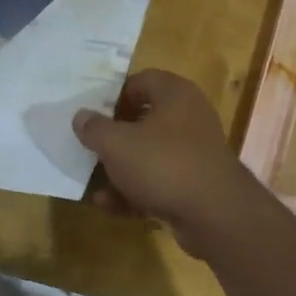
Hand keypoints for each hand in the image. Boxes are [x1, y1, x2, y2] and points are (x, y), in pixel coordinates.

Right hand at [71, 69, 267, 257]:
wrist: (214, 214)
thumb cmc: (162, 163)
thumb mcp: (117, 143)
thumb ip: (94, 128)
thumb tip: (81, 116)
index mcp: (175, 95)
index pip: (142, 81)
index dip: (115, 95)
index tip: (93, 114)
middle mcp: (189, 119)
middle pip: (144, 121)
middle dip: (114, 138)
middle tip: (89, 148)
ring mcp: (193, 154)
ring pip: (149, 156)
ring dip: (120, 171)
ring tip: (94, 183)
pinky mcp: (194, 186)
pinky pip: (158, 183)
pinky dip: (135, 193)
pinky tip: (109, 206)